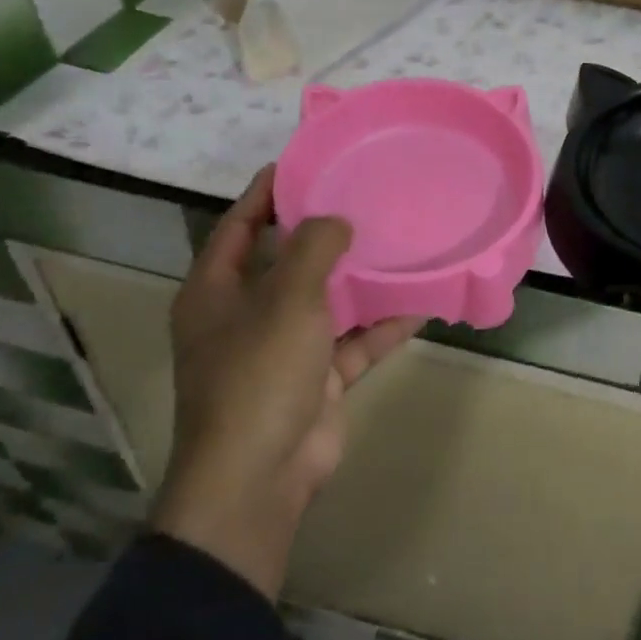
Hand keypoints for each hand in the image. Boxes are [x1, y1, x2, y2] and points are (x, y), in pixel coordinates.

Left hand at [150, 165, 422, 597]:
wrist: (260, 478)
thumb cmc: (258, 375)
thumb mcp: (286, 299)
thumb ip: (313, 249)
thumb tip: (337, 220)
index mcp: (216, 292)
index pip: (240, 226)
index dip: (267, 192)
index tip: (306, 161)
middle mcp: (246, 316)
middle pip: (287, 260)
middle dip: (323, 232)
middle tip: (365, 196)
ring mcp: (284, 349)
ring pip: (328, 301)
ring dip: (361, 278)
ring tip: (400, 239)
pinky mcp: (319, 378)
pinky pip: (356, 340)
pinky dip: (385, 324)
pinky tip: (423, 300)